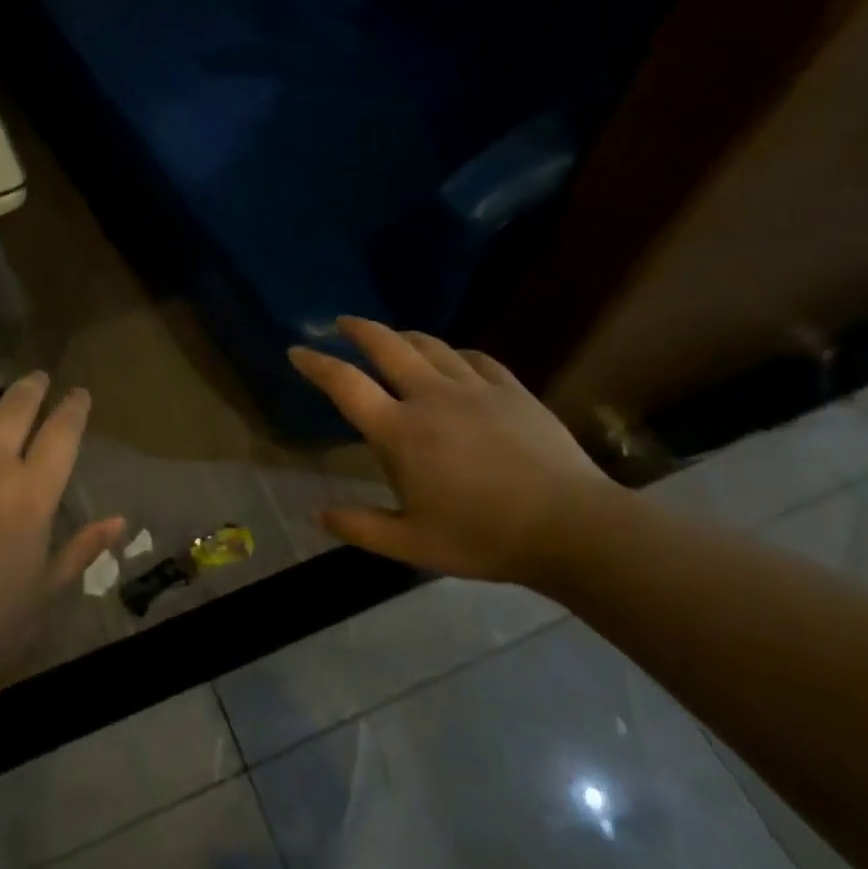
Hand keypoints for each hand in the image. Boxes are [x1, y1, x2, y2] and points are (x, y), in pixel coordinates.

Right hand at [289, 317, 613, 584]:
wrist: (570, 527)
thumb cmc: (482, 537)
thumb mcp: (411, 544)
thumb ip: (360, 528)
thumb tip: (317, 513)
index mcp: (400, 432)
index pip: (345, 385)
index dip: (316, 364)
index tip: (297, 351)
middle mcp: (431, 397)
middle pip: (387, 346)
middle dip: (359, 329)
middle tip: (343, 323)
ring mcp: (474, 388)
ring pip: (430, 345)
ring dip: (404, 337)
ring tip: (393, 339)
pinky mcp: (511, 389)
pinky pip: (476, 358)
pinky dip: (455, 353)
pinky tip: (454, 360)